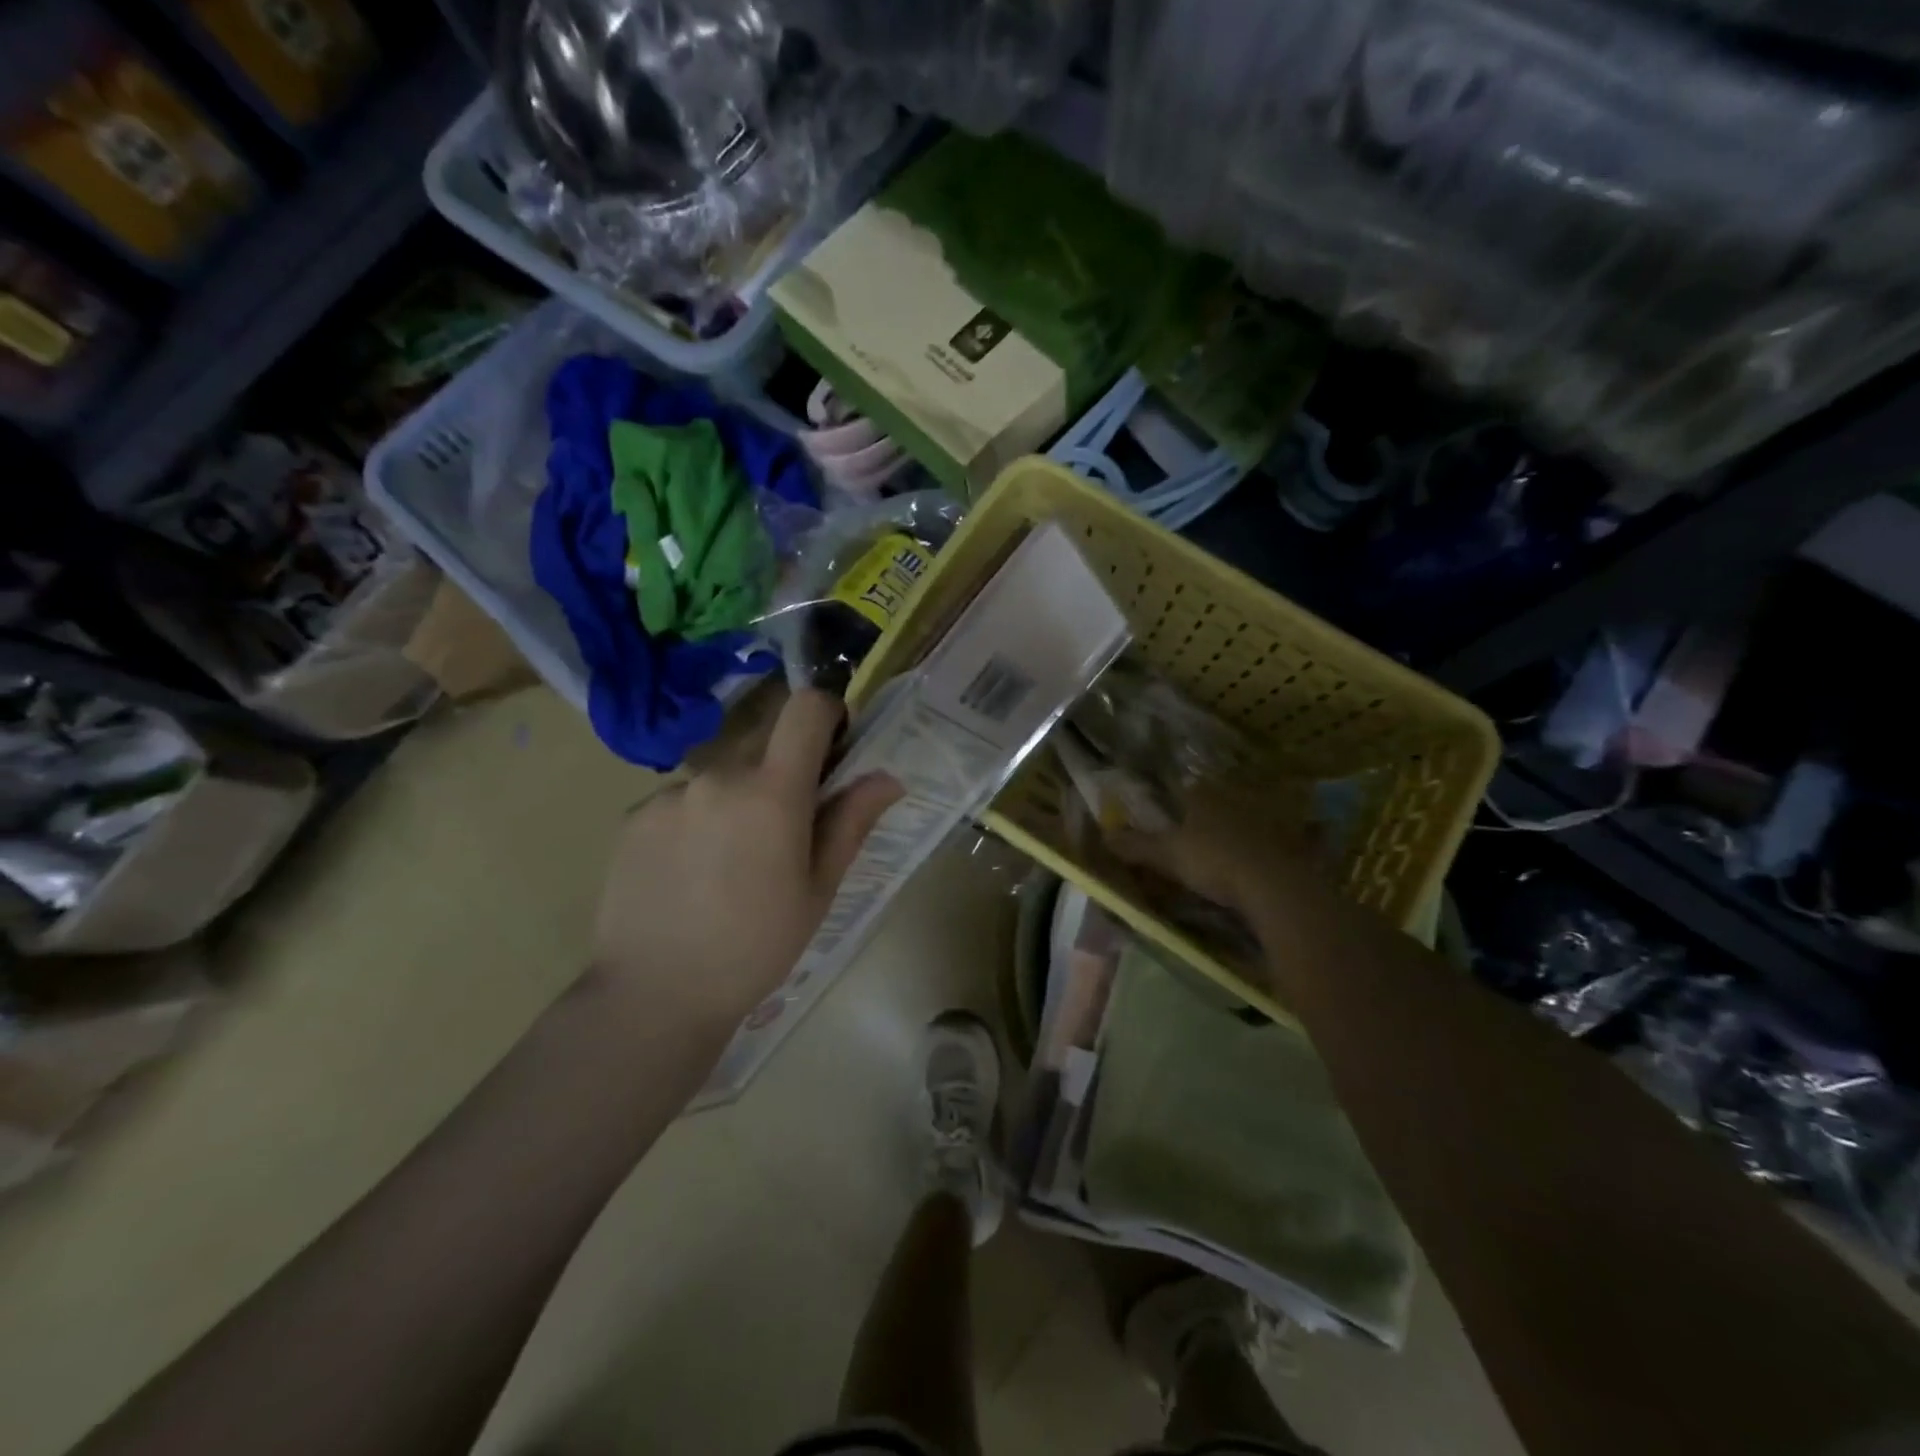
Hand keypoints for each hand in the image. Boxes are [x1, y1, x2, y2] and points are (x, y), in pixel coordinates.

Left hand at [590, 689, 902, 1034]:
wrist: (654, 994)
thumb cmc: (756, 946)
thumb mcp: (818, 889)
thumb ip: (851, 822)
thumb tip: (888, 777)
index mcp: (771, 791)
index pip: (805, 708)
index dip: (826, 714)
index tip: (833, 747)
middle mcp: (717, 775)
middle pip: (763, 741)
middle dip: (783, 768)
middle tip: (784, 828)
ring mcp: (669, 793)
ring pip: (721, 774)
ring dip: (737, 796)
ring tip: (730, 861)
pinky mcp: (634, 815)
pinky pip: (682, 799)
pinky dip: (696, 819)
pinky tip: (691, 872)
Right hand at [1105, 777, 1318, 915]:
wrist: (1278, 885)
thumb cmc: (1215, 861)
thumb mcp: (1167, 855)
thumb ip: (1136, 845)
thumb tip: (1104, 834)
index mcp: (1206, 794)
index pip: (1189, 787)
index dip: (1180, 798)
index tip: (1175, 813)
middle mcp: (1238, 795)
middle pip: (1221, 797)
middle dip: (1214, 809)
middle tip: (1204, 831)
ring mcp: (1272, 815)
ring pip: (1253, 813)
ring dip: (1246, 824)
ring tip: (1235, 845)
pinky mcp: (1298, 839)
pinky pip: (1285, 836)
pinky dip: (1278, 844)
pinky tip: (1271, 858)